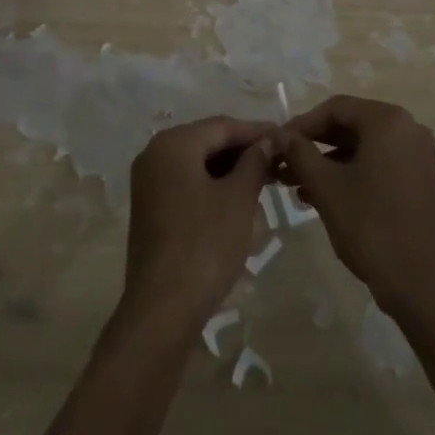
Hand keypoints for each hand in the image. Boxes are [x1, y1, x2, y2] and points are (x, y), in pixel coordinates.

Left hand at [120, 116, 276, 333]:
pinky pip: (186, 180)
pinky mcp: (149, 205)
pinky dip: (212, 182)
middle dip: (244, 149)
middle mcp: (155, 153)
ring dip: (230, 167)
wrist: (162, 308)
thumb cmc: (204, 245)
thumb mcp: (238, 199)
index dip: (257, 131)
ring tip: (266, 177)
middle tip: (279, 159)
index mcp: (174, 143)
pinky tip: (238, 195)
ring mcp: (148, 180)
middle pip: (207, 140)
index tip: (286, 137)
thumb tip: (270, 140)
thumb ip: (255, 162)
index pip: (223, 126)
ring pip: (197, 161)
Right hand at [279, 96, 434, 318]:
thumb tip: (278, 135)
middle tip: (284, 163)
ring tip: (296, 184)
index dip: (302, 124)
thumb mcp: (327, 187)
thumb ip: (299, 153)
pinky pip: (377, 164)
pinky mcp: (418, 180)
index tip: (277, 144)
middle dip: (314, 144)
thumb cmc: (372, 226)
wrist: (425, 284)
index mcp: (387, 121)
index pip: (335, 108)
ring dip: (328, 161)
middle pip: (350, 125)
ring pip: (362, 147)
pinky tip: (322, 196)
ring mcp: (416, 156)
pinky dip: (350, 174)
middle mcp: (407, 129)